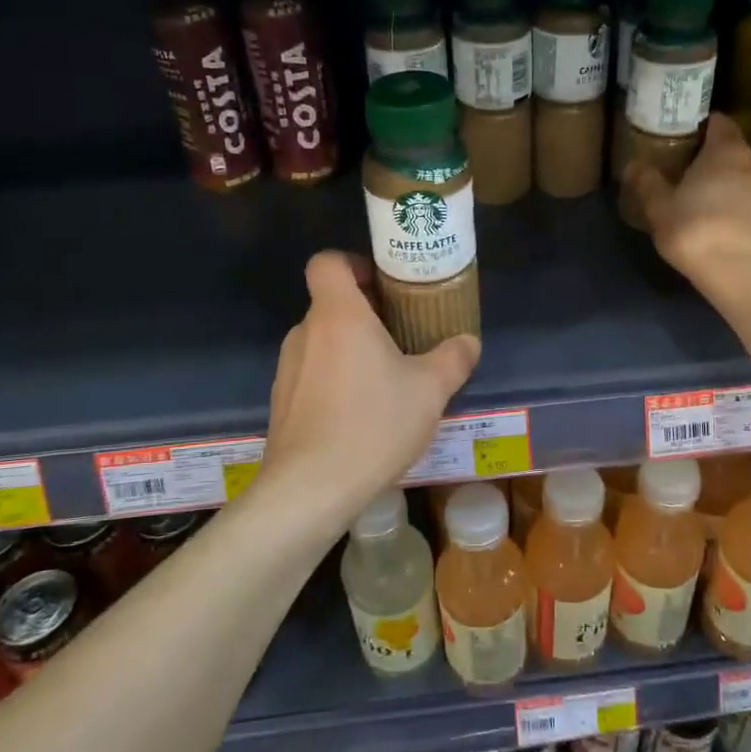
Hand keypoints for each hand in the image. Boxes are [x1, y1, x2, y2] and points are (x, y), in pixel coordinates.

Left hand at [261, 251, 479, 529]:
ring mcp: (288, 369)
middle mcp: (306, 333)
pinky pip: (312, 374)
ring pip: (322, 341)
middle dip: (365, 313)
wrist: (310, 489)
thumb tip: (468, 342)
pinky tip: (361, 414)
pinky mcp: (281, 402)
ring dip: (351, 349)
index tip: (383, 285)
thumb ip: (453, 359)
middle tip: (401, 335)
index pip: (328, 262)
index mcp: (338, 315)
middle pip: (331, 304)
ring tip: (386, 379)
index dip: (354, 263)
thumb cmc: (373, 424)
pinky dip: (335, 380)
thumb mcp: (430, 390)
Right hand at [626, 114, 750, 285]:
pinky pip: (749, 199)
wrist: (741, 274)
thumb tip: (633, 165)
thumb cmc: (696, 230)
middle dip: (709, 155)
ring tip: (699, 195)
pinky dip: (734, 202)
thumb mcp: (659, 207)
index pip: (718, 121)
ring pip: (741, 175)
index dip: (699, 125)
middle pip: (730, 148)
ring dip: (723, 181)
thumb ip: (647, 182)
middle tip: (682, 167)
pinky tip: (717, 219)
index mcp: (726, 150)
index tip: (680, 135)